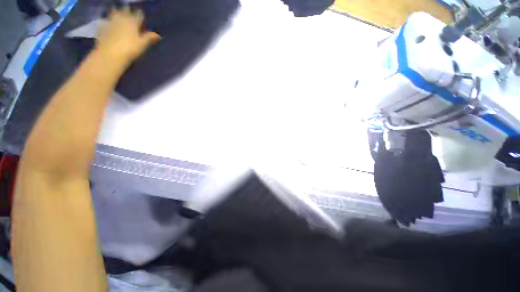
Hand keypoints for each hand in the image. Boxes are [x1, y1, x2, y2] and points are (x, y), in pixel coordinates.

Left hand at [96, 7, 160, 63]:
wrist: (110, 54)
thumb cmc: (130, 49)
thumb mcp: (142, 44)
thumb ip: (149, 38)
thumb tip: (158, 35)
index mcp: (133, 21)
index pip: (139, 14)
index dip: (141, 15)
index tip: (142, 18)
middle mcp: (121, 17)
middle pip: (125, 10)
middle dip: (128, 11)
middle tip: (130, 15)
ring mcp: (111, 21)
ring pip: (114, 12)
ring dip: (117, 13)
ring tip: (119, 17)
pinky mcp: (102, 26)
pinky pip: (106, 20)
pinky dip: (109, 22)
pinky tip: (110, 26)